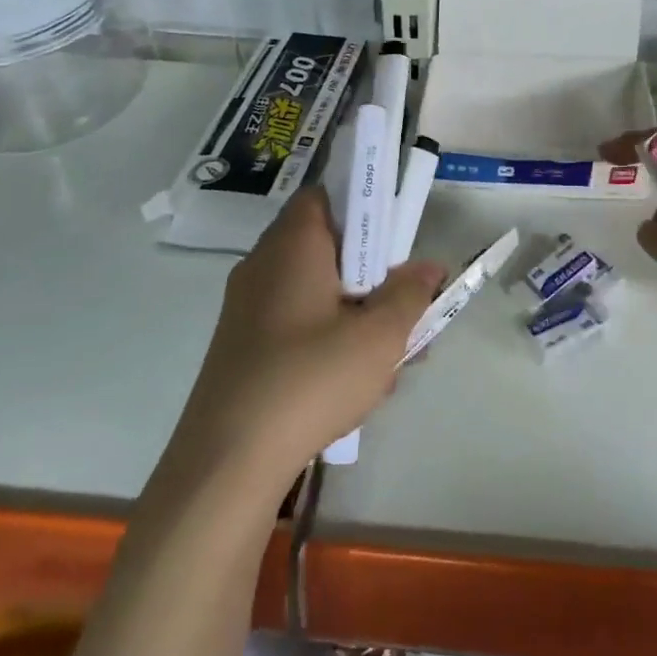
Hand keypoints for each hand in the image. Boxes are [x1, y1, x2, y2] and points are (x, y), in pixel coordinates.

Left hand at [179, 188, 445, 481]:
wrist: (228, 459)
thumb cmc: (310, 379)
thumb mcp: (379, 337)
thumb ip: (409, 295)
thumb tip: (428, 267)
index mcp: (293, 245)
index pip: (326, 196)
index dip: (365, 209)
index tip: (397, 243)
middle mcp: (264, 264)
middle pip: (327, 247)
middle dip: (373, 274)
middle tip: (406, 306)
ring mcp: (248, 307)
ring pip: (317, 291)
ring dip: (357, 312)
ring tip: (394, 358)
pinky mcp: (242, 345)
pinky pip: (297, 322)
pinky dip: (329, 337)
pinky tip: (357, 383)